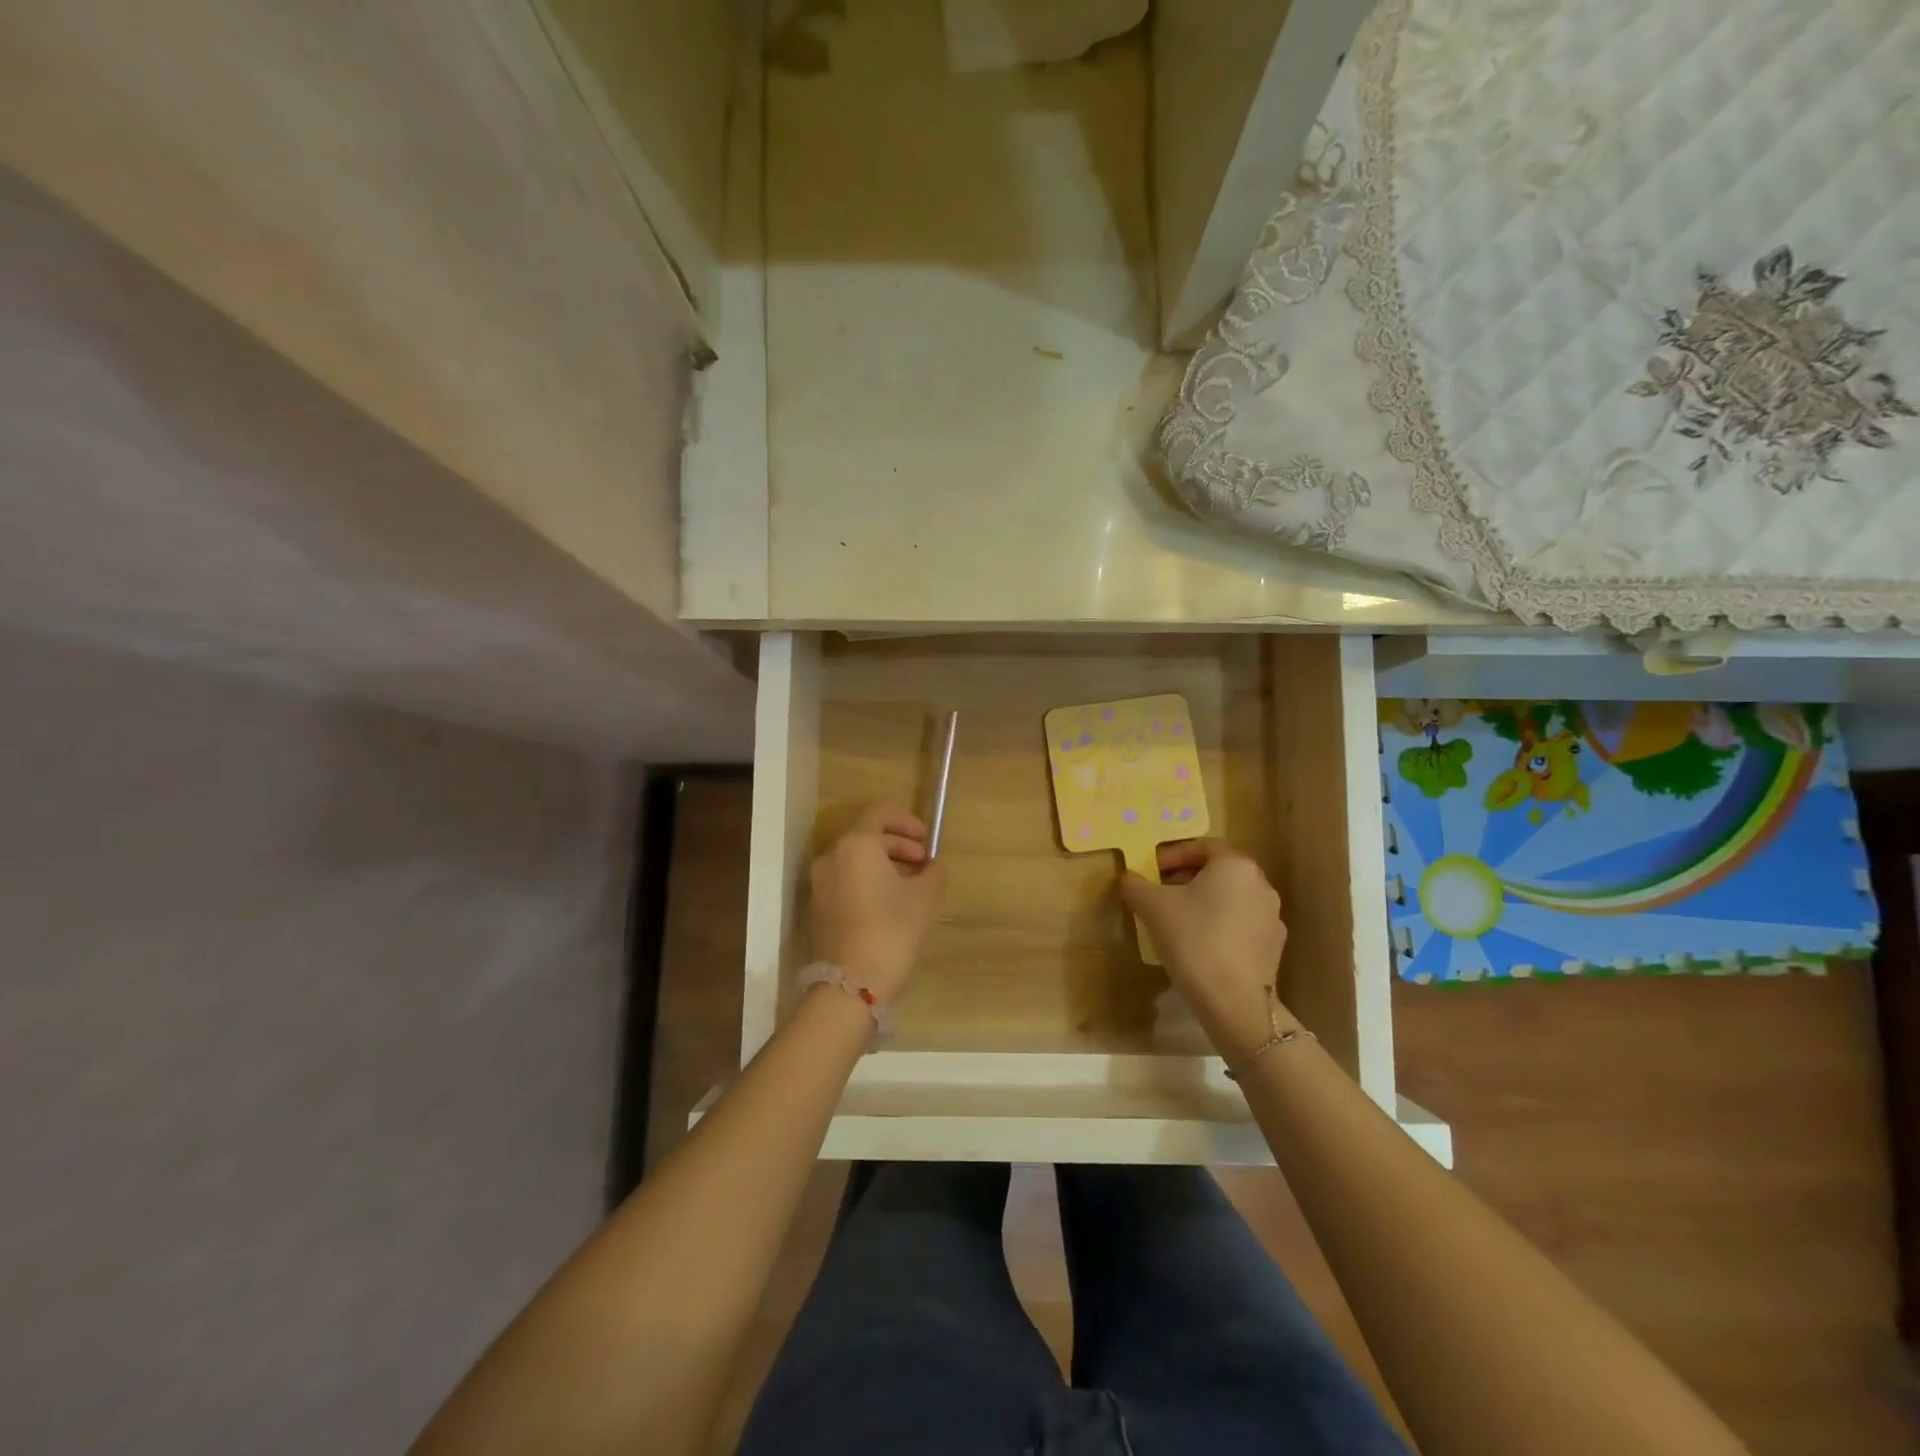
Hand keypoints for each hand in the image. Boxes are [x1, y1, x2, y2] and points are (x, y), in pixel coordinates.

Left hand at [808, 803, 947, 1002]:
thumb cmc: (893, 930)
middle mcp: (832, 856)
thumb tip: (930, 867)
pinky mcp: (818, 906)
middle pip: (867, 835)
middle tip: (924, 864)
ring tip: (911, 886)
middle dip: (898, 845)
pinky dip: (867, 880)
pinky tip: (889, 903)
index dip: (907, 820)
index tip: (926, 840)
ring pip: (855, 859)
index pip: (880, 813)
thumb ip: (933, 872)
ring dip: (884, 863)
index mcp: (856, 844)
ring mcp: (820, 883)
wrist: (851, 984)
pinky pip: (846, 879)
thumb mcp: (926, 897)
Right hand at [1120, 839, 1297, 1062]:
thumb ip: (1135, 884)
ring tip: (1177, 920)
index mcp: (1235, 865)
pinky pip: (1241, 923)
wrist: (1234, 1002)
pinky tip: (1200, 945)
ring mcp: (1272, 916)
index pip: (1202, 846)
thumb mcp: (1152, 907)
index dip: (1172, 855)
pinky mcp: (1273, 946)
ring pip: (1231, 898)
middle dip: (1187, 878)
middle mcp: (1260, 884)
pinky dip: (1220, 925)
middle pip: (1218, 871)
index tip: (1151, 871)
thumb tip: (1127, 877)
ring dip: (1204, 902)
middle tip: (1160, 893)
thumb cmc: (1193, 940)